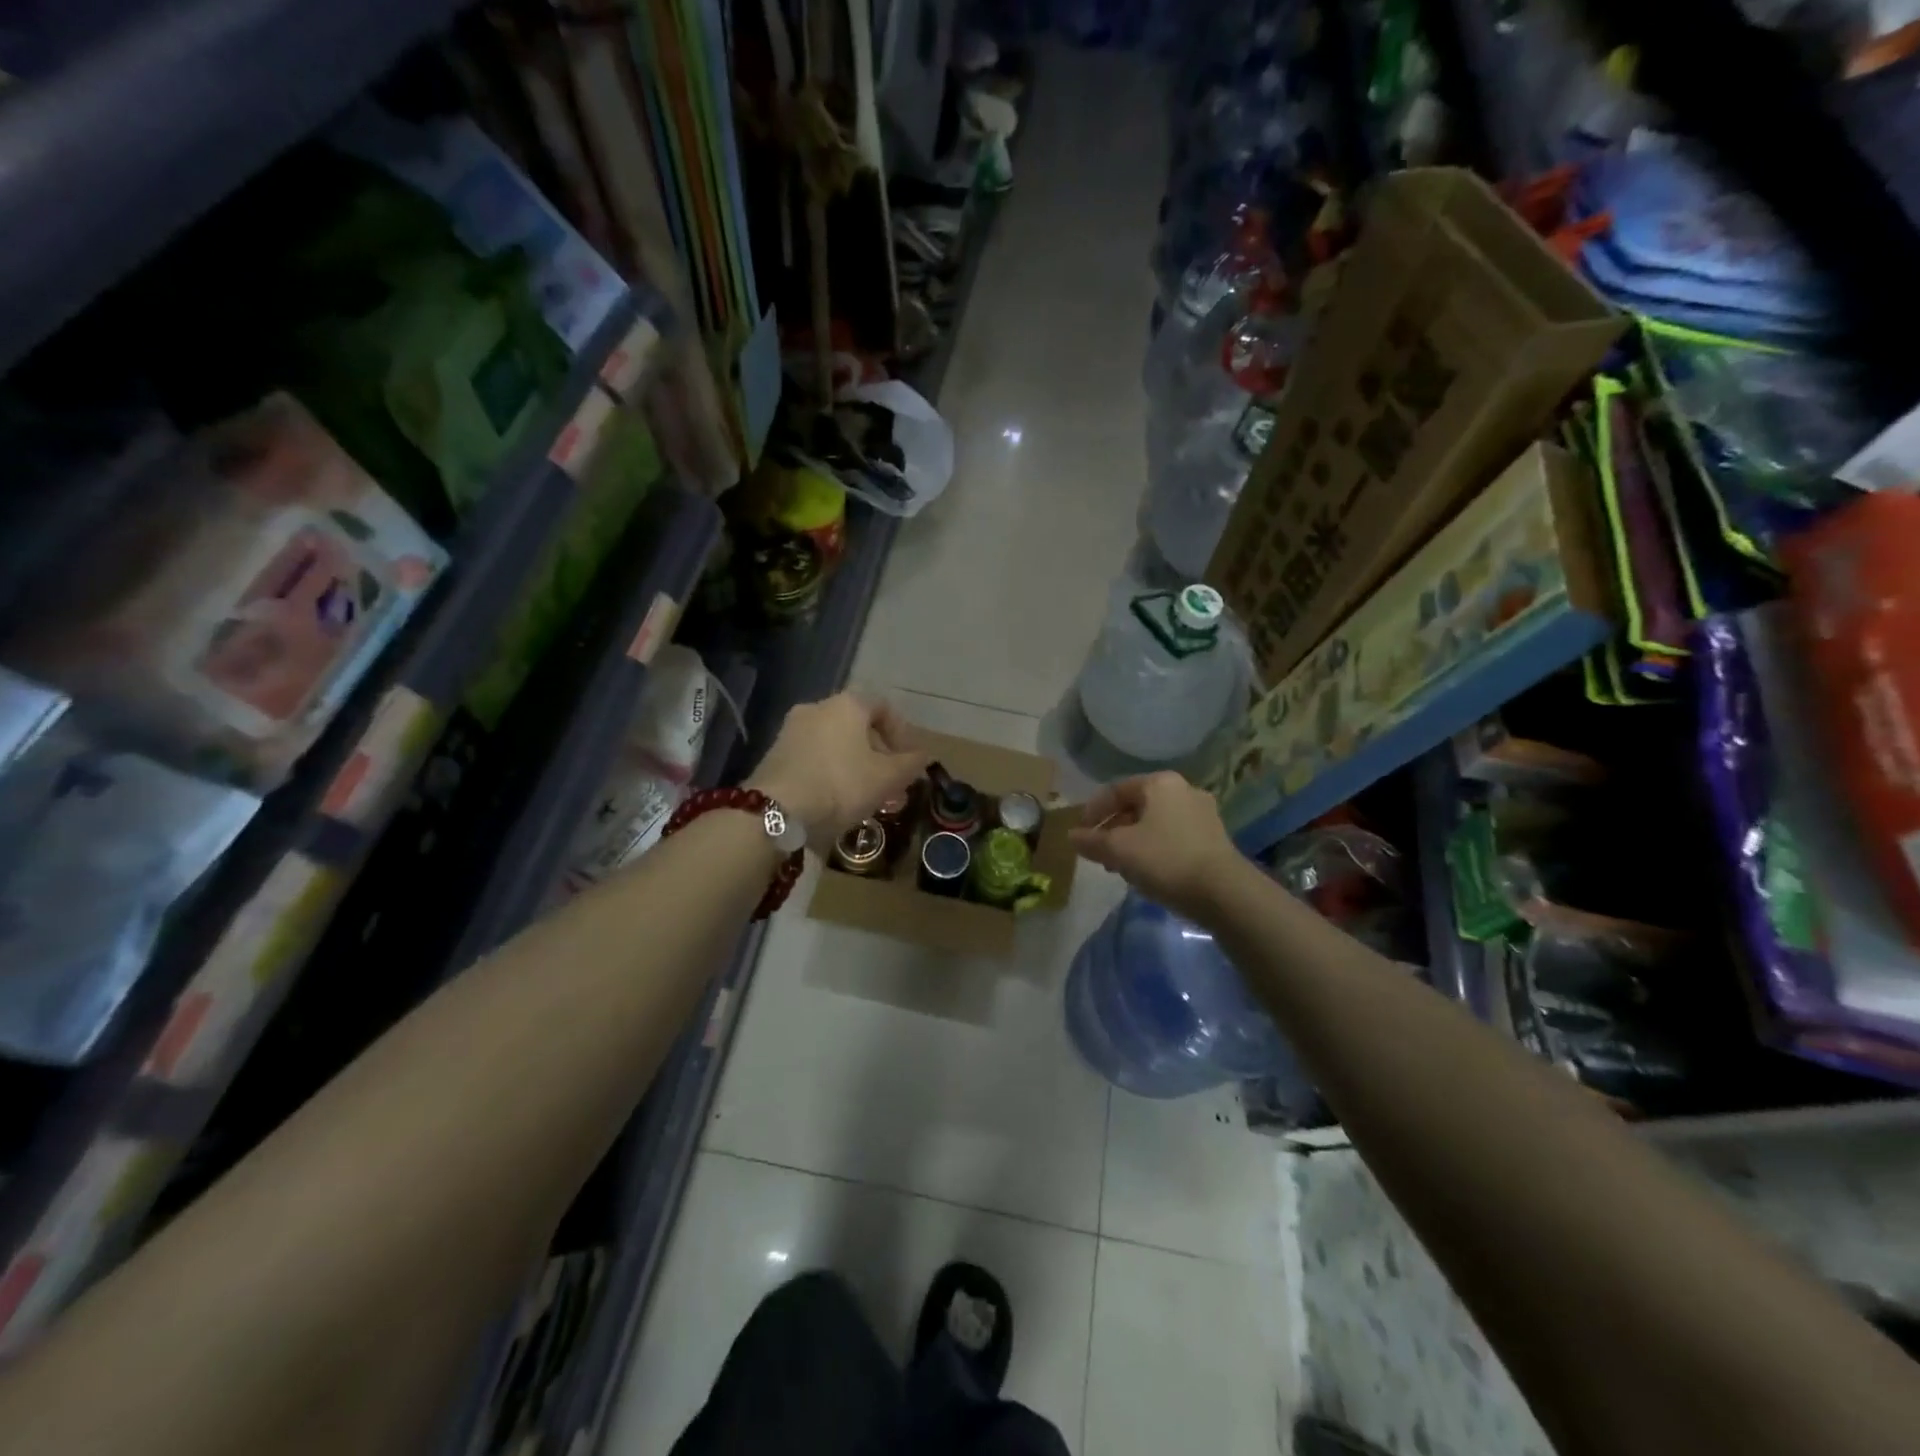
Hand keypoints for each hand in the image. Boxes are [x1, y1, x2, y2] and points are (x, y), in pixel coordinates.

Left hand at [748, 693, 929, 847]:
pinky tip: (837, 799)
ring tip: (866, 796)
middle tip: (891, 783)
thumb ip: (910, 764)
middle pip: (857, 726)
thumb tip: (922, 756)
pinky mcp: (774, 754)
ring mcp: (791, 730)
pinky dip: (831, 772)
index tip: (909, 760)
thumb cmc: (841, 784)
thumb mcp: (887, 778)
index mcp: (847, 705)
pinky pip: (813, 757)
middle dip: (878, 754)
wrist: (776, 810)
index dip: (902, 732)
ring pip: (835, 743)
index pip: (883, 706)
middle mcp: (817, 707)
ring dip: (855, 765)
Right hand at [1068, 772, 1246, 922]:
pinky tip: (1146, 872)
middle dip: (1113, 828)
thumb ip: (1092, 841)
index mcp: (1160, 783)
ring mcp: (1203, 814)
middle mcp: (1183, 790)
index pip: (1116, 789)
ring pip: (1155, 823)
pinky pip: (1173, 837)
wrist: (1223, 892)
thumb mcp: (1119, 850)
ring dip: (1132, 841)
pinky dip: (1153, 848)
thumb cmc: (1165, 859)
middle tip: (1098, 852)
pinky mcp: (1213, 838)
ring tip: (1118, 866)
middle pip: (1136, 805)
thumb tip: (1072, 836)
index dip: (1093, 811)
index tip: (1080, 833)